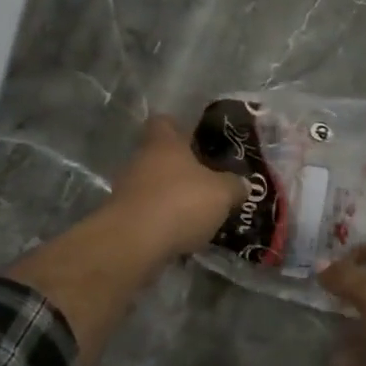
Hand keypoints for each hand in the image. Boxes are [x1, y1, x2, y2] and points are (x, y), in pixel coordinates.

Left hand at [106, 115, 247, 259]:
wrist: (133, 244)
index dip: (180, 127)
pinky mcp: (123, 219)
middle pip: (161, 157)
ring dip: (174, 197)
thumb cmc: (180, 203)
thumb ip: (234, 185)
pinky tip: (184, 235)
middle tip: (209, 181)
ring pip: (155, 186)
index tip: (199, 140)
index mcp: (164, 144)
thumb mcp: (222, 193)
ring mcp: (127, 190)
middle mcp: (141, 161)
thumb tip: (242, 184)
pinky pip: (150, 213)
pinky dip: (164, 221)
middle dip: (183, 169)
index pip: (165, 122)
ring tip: (200, 212)